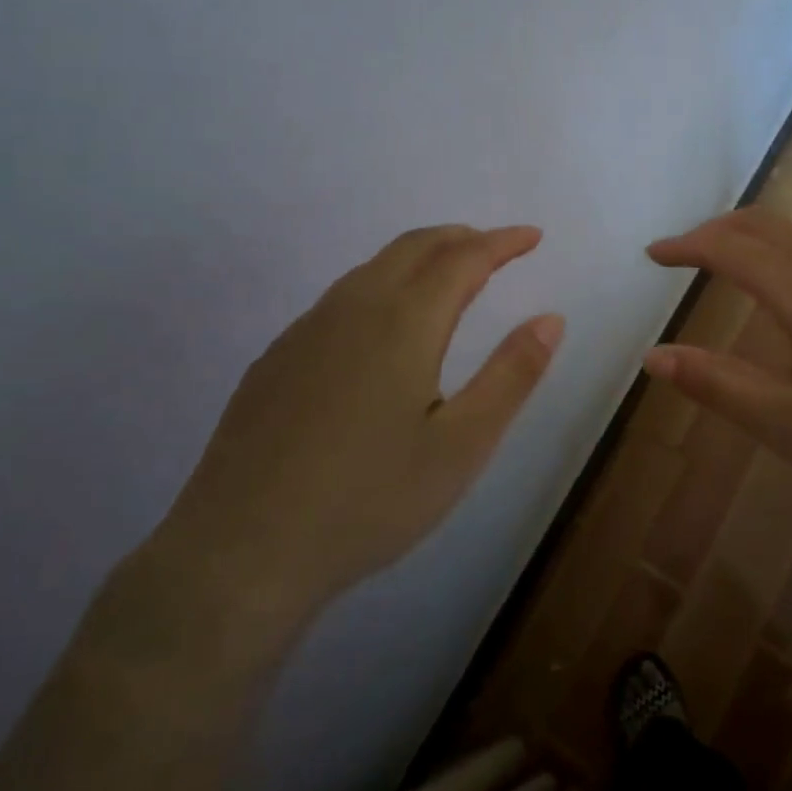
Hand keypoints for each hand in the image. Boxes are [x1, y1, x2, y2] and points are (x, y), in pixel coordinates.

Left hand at [143, 225, 562, 660]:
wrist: (240, 554)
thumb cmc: (368, 502)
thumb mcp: (461, 447)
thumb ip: (511, 376)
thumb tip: (551, 319)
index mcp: (403, 323)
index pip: (463, 258)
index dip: (502, 242)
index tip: (532, 236)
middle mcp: (352, 309)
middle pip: (413, 247)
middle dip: (461, 239)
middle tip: (496, 250)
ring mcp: (305, 331)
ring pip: (372, 269)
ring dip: (419, 259)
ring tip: (448, 280)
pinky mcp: (275, 359)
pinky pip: (339, 299)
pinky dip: (380, 287)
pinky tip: (382, 331)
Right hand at [643, 207, 791, 517]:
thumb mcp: (791, 423)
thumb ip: (718, 385)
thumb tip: (654, 356)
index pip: (728, 248)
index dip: (685, 246)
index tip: (653, 254)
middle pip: (765, 225)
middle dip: (718, 229)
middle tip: (686, 251)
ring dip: (757, 238)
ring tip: (734, 265)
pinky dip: (791, 253)